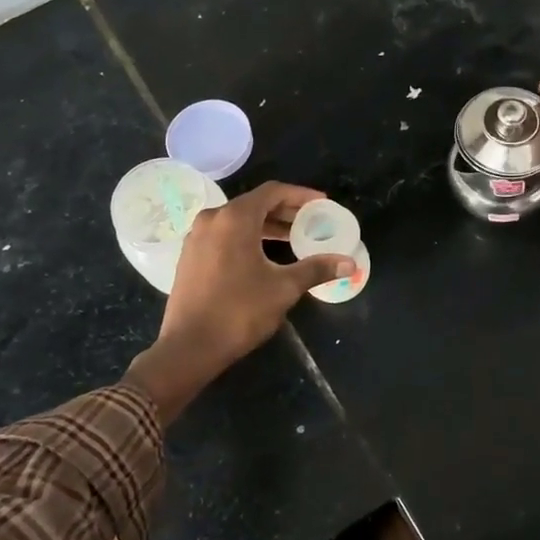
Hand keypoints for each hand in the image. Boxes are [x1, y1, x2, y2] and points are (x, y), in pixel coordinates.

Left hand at [127, 182, 354, 420]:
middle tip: (311, 222)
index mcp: (234, 218)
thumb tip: (350, 263)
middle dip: (285, 211)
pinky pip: (224, 235)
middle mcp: (212, 219)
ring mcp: (197, 238)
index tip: (322, 203)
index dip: (300, 195)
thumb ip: (316, 269)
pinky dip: (247, 238)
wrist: (189, 347)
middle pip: (255, 204)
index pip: (273, 192)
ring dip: (267, 226)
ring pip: (238, 221)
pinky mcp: (190, 256)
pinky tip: (264, 256)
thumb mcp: (284, 288)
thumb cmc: (239, 311)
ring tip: (293, 239)